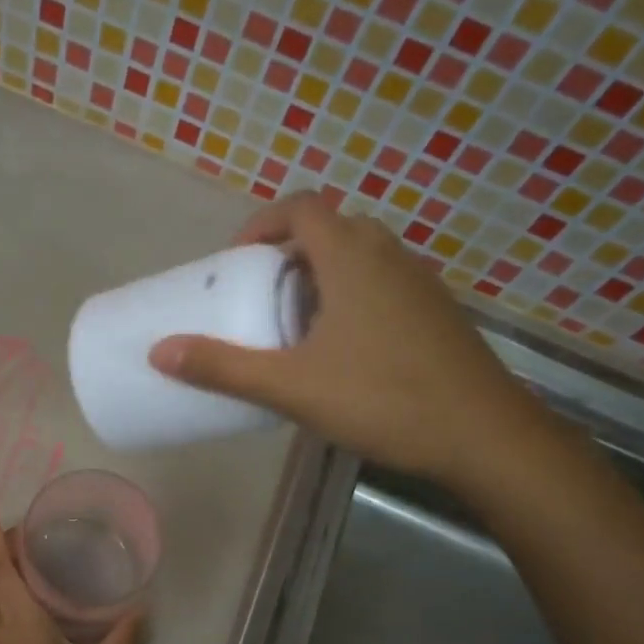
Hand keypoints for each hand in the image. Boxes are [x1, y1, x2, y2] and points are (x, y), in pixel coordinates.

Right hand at [147, 192, 545, 486]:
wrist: (483, 436)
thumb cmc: (382, 399)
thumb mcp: (292, 386)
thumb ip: (224, 368)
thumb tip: (160, 352)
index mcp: (352, 257)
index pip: (302, 207)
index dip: (262, 223)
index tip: (236, 261)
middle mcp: (390, 256)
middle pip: (331, 230)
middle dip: (289, 255)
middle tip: (260, 297)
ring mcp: (421, 284)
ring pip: (361, 260)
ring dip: (322, 279)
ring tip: (295, 328)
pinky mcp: (437, 314)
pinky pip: (384, 287)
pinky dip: (353, 300)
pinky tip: (343, 353)